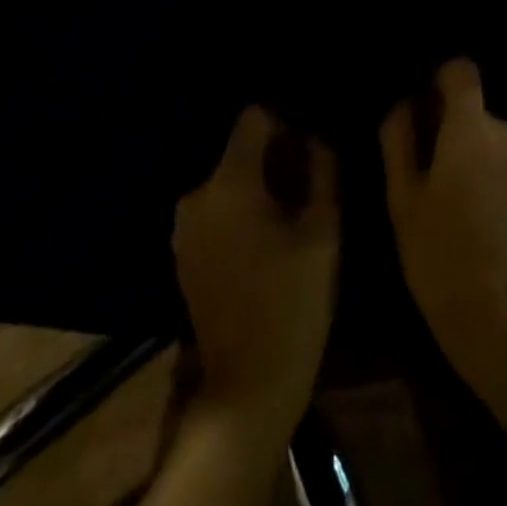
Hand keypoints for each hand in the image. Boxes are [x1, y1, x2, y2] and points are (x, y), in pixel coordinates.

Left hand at [174, 106, 338, 428]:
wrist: (247, 387)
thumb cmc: (293, 303)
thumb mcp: (324, 231)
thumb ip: (323, 171)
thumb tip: (316, 138)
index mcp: (229, 183)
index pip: (253, 117)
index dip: (286, 124)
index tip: (309, 153)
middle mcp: (196, 195)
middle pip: (240, 148)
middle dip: (275, 158)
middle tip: (307, 189)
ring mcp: (183, 226)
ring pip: (229, 178)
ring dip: (259, 185)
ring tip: (289, 218)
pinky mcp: (182, 251)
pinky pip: (216, 207)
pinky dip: (240, 210)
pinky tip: (264, 242)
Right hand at [379, 59, 506, 371]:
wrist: (495, 312)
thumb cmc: (436, 250)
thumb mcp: (401, 196)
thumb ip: (399, 139)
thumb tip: (404, 104)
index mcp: (471, 128)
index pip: (463, 72)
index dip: (442, 81)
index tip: (426, 107)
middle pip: (476, 110)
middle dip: (454, 127)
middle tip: (432, 169)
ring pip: (495, 137)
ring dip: (477, 152)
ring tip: (458, 198)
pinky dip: (498, 173)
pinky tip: (484, 213)